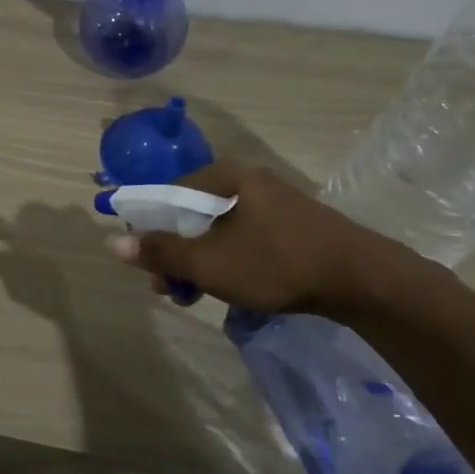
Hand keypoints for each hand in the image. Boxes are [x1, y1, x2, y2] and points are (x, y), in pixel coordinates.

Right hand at [107, 160, 410, 317]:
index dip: (150, 231)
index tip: (150, 267)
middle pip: (192, 215)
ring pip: (218, 231)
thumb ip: (160, 251)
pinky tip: (230, 290)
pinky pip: (244, 238)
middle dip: (176, 254)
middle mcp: (247, 181)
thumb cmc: (277, 263)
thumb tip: (111, 241)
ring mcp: (272, 203)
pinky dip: (229, 262)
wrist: (363, 279)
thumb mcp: (209, 262)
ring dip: (200, 263)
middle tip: (172, 290)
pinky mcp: (291, 225)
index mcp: (225, 177)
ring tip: (196, 297)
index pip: (167, 196)